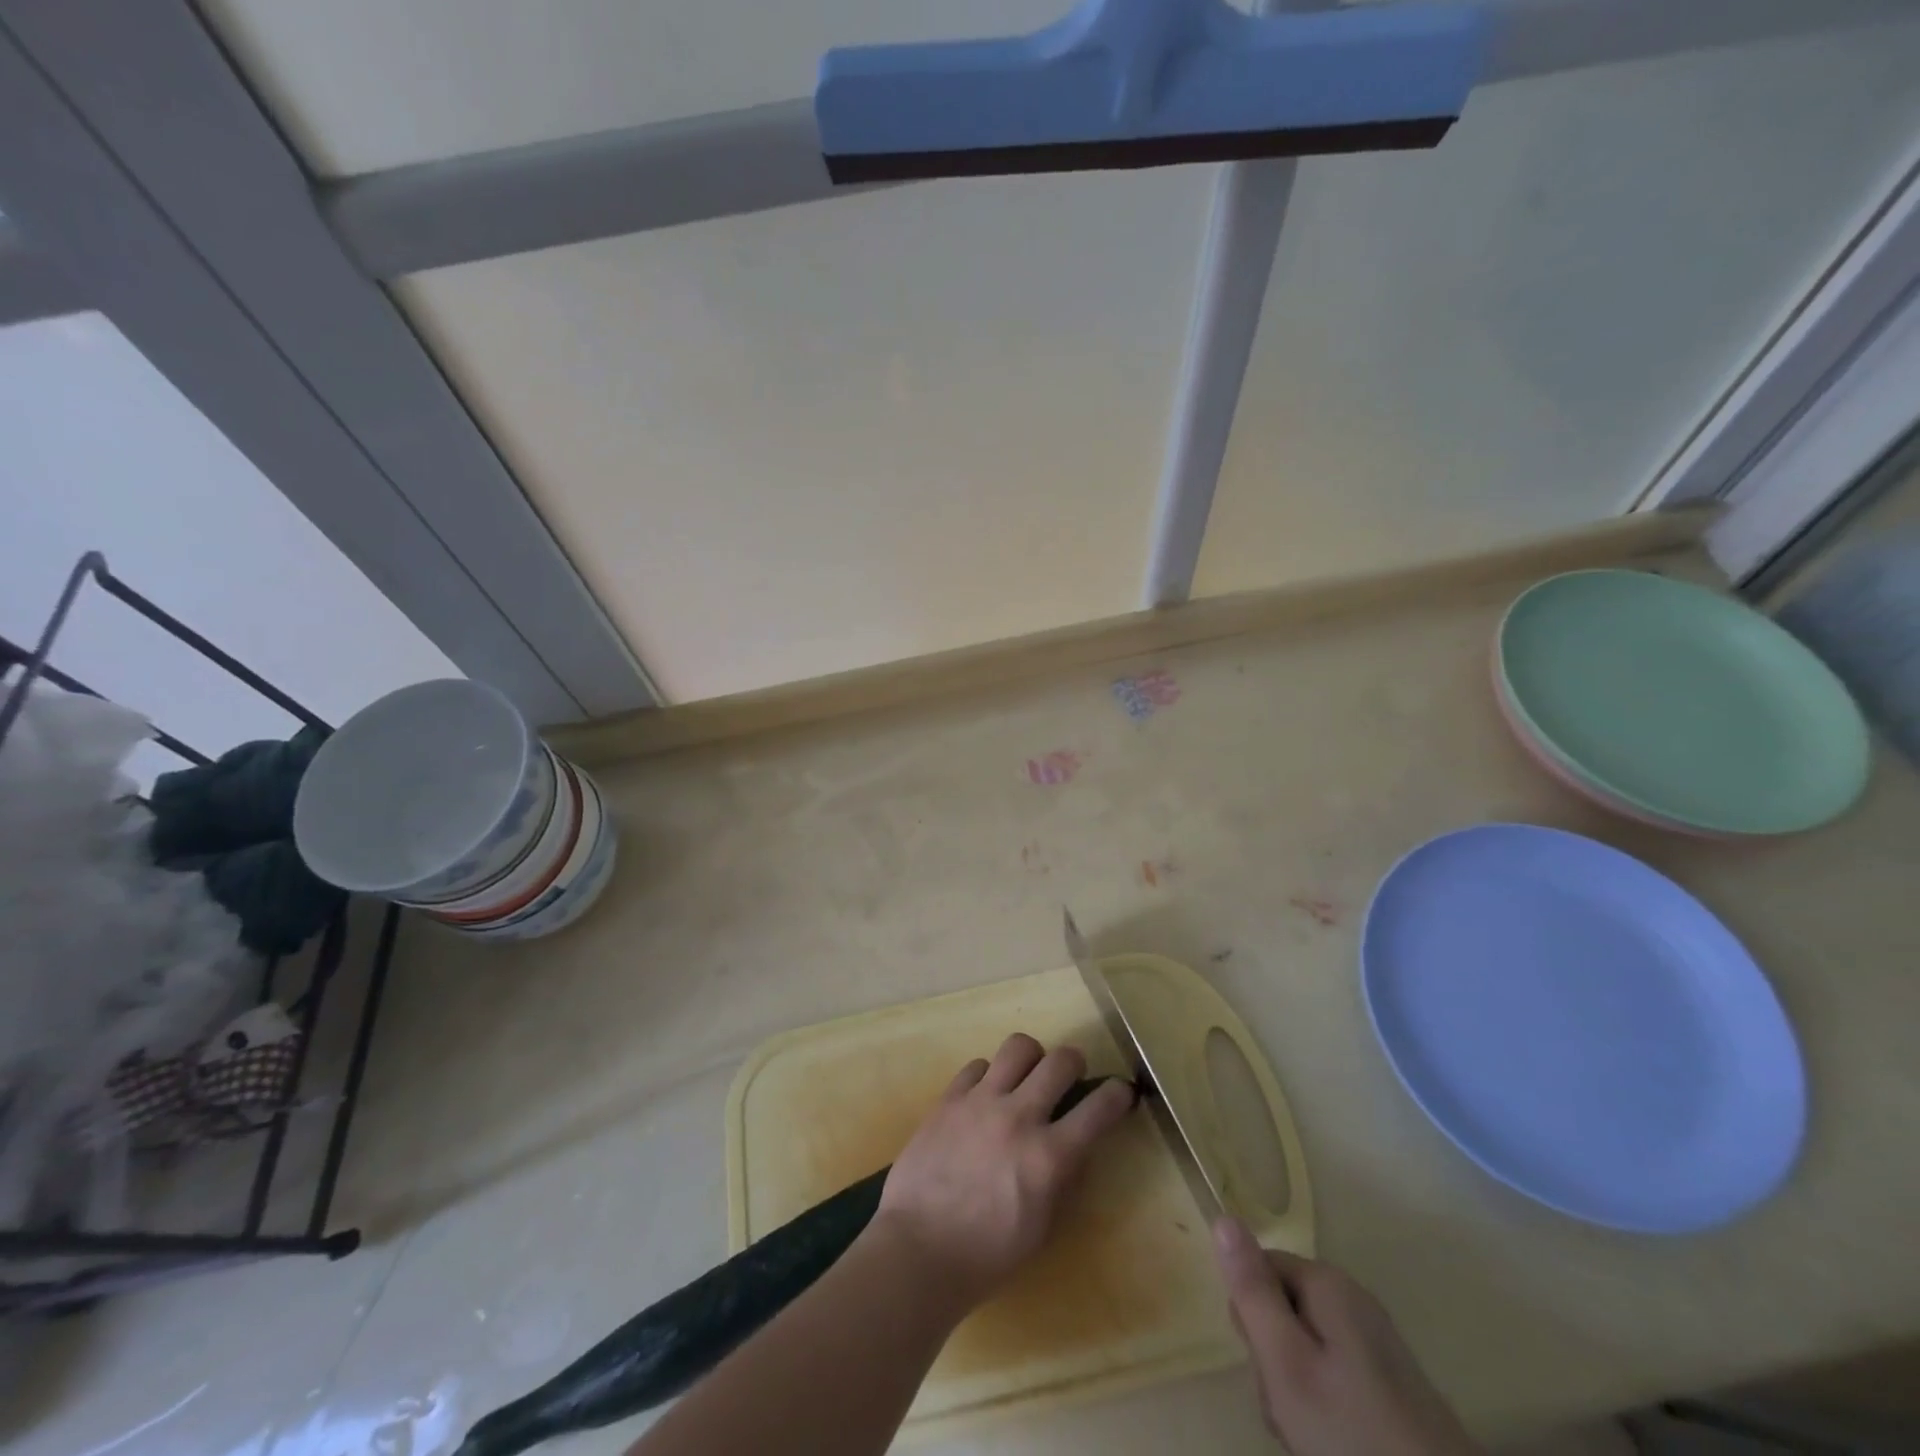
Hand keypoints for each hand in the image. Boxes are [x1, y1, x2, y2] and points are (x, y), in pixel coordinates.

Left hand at [873, 1034, 1135, 1311]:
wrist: (918, 1250)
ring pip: (1018, 1046)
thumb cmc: (987, 1255)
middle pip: (1061, 1060)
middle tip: (1070, 1078)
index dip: (1118, 1094)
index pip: (1099, 1108)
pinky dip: (988, 1076)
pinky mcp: (949, 1098)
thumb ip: (1066, 1181)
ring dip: (1031, 1059)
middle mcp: (1019, 1117)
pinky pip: (977, 1065)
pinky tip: (984, 1098)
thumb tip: (1079, 1147)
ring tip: (1026, 1077)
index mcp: (1049, 1157)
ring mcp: (981, 1102)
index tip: (1122, 1092)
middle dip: (1075, 1063)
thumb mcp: (1043, 1229)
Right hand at [1213, 1217, 1478, 1455]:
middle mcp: (1353, 1300)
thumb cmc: (1354, 1434)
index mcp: (1327, 1283)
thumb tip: (1224, 1217)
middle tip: (1289, 1407)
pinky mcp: (1392, 1385)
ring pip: (1306, 1349)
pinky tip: (1333, 1441)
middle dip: (1274, 1358)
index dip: (1250, 1315)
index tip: (1264, 1363)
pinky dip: (1325, 1408)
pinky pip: (1335, 1377)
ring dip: (1296, 1390)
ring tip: (1311, 1434)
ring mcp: (1376, 1344)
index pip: (1258, 1268)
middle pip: (1283, 1309)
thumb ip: (1253, 1291)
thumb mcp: (1286, 1362)